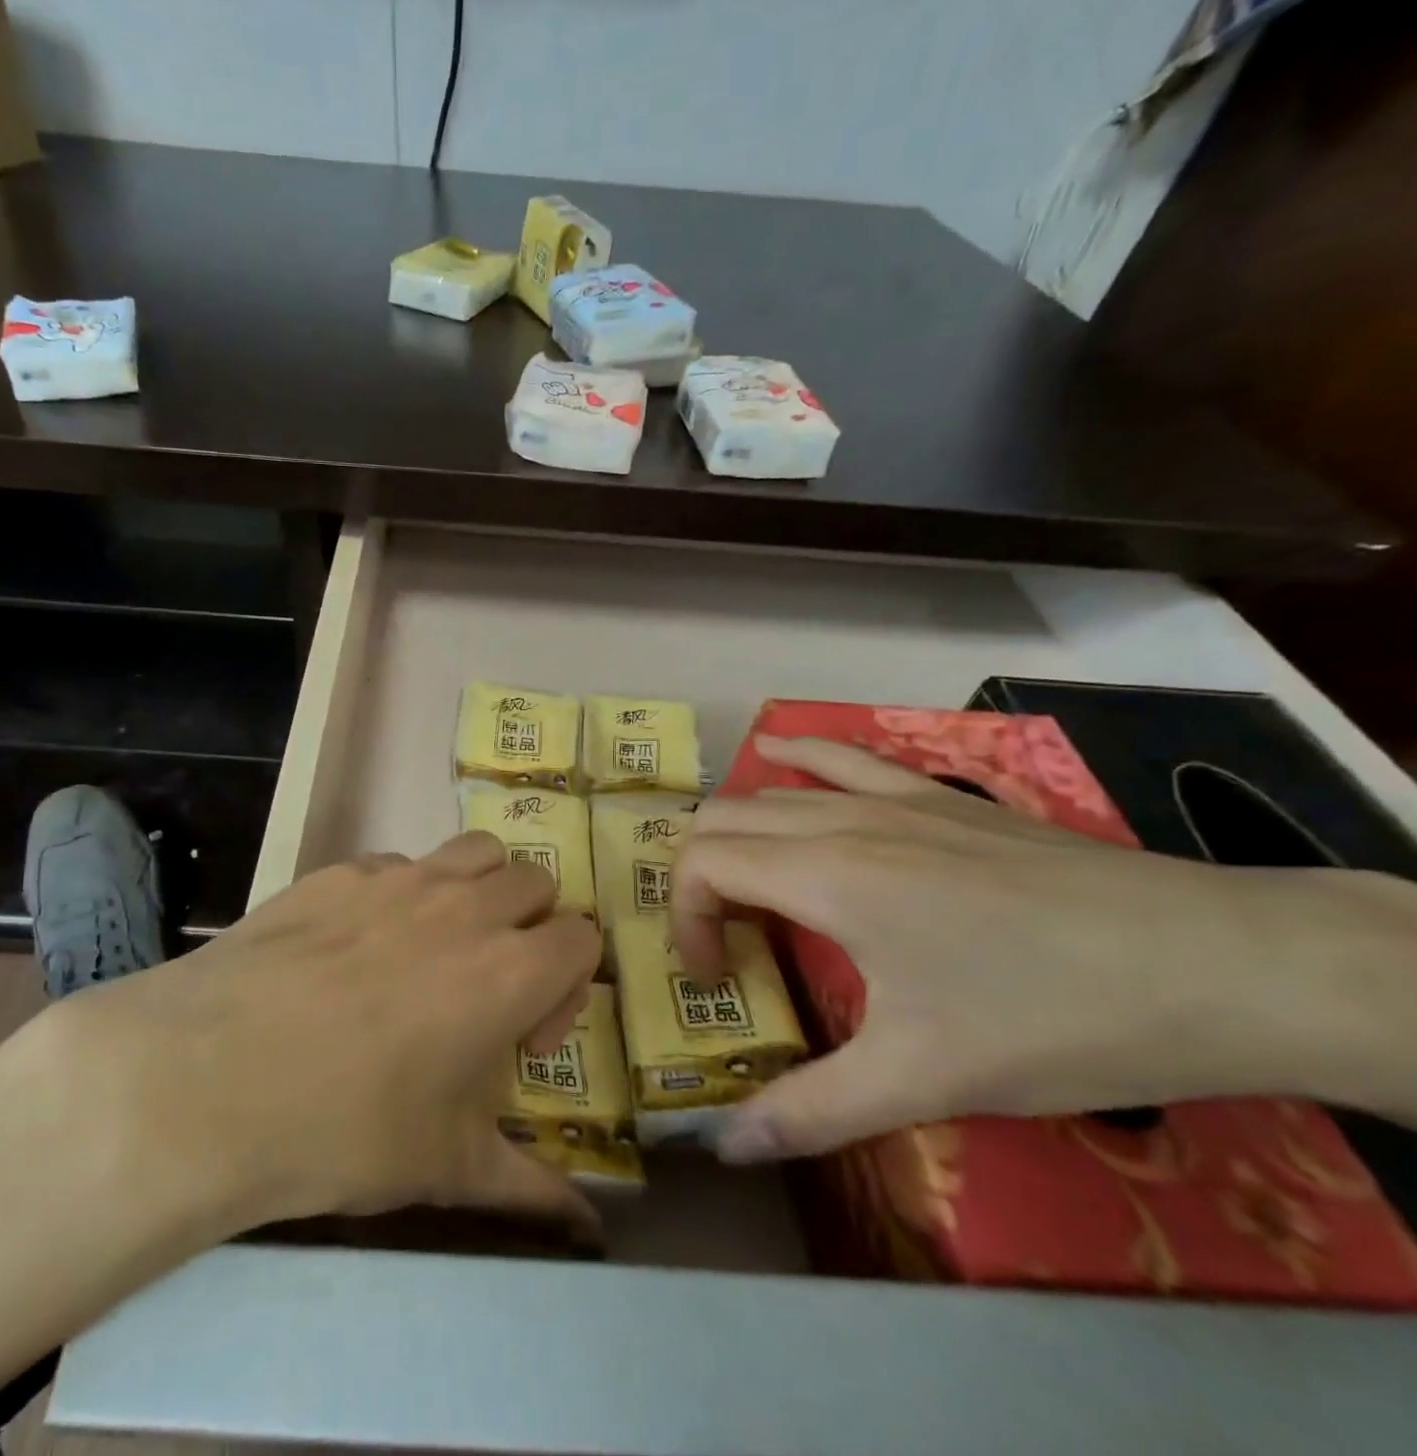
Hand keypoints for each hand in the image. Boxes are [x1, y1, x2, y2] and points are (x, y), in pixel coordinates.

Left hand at [47, 831, 601, 1236]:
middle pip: (534, 882)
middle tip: (484, 984)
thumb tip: (588, 1228)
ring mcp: (399, 878)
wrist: (210, 1078)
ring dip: (477, 889)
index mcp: (510, 970)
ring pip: (475, 852)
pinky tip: (356, 946)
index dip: (567, 985)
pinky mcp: (339, 870)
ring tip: (436, 946)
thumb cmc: (345, 1128)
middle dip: (528, 927)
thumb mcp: (448, 1167)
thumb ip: (531, 1189)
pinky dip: (402, 893)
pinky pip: (397, 864)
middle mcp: (466, 906)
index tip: (523, 1035)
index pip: (582, 938)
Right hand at [674, 737, 1416, 1161]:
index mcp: (824, 876)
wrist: (1221, 964)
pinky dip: (795, 756)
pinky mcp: (939, 795)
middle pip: (722, 820)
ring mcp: (893, 797)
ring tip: (746, 885)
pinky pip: (841, 758)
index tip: (714, 977)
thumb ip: (812, 1111)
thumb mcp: (923, 1079)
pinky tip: (778, 753)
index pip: (702, 865)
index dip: (683, 919)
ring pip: (771, 791)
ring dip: (737, 832)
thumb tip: (725, 1146)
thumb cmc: (1053, 1019)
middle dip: (699, 878)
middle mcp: (841, 821)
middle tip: (726, 942)